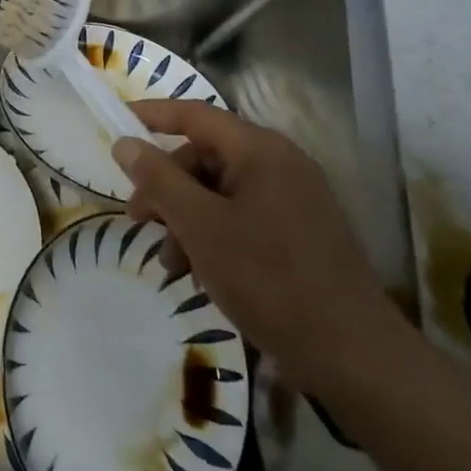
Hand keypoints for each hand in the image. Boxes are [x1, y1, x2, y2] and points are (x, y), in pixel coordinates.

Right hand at [113, 100, 409, 399]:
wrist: (353, 356)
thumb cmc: (269, 279)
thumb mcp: (200, 226)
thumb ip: (159, 180)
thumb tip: (125, 143)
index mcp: (260, 150)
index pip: (194, 114)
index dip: (152, 115)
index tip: (116, 126)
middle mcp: (279, 164)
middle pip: (204, 157)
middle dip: (166, 187)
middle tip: (139, 221)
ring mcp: (294, 200)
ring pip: (219, 192)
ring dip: (186, 220)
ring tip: (173, 265)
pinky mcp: (300, 234)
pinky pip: (242, 218)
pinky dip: (214, 237)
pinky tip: (202, 275)